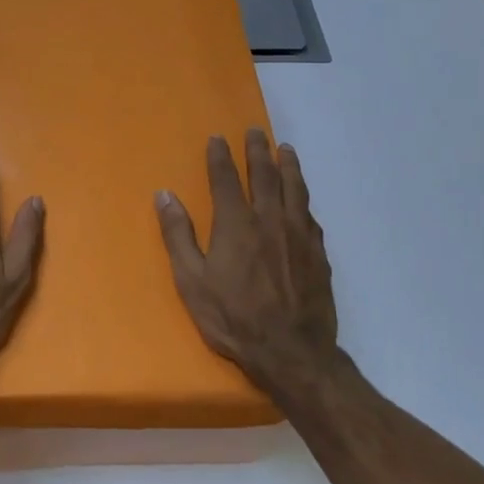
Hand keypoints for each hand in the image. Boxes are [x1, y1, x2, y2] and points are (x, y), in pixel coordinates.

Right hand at [155, 131, 346, 396]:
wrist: (291, 352)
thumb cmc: (232, 318)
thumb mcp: (191, 280)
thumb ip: (178, 235)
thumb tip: (165, 195)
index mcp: (236, 224)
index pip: (226, 179)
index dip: (221, 156)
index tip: (218, 138)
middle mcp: (270, 220)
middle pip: (265, 175)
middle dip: (258, 150)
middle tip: (255, 131)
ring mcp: (299, 236)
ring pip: (295, 189)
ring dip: (288, 166)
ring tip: (285, 149)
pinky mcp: (318, 254)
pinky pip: (310, 215)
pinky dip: (304, 199)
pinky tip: (302, 199)